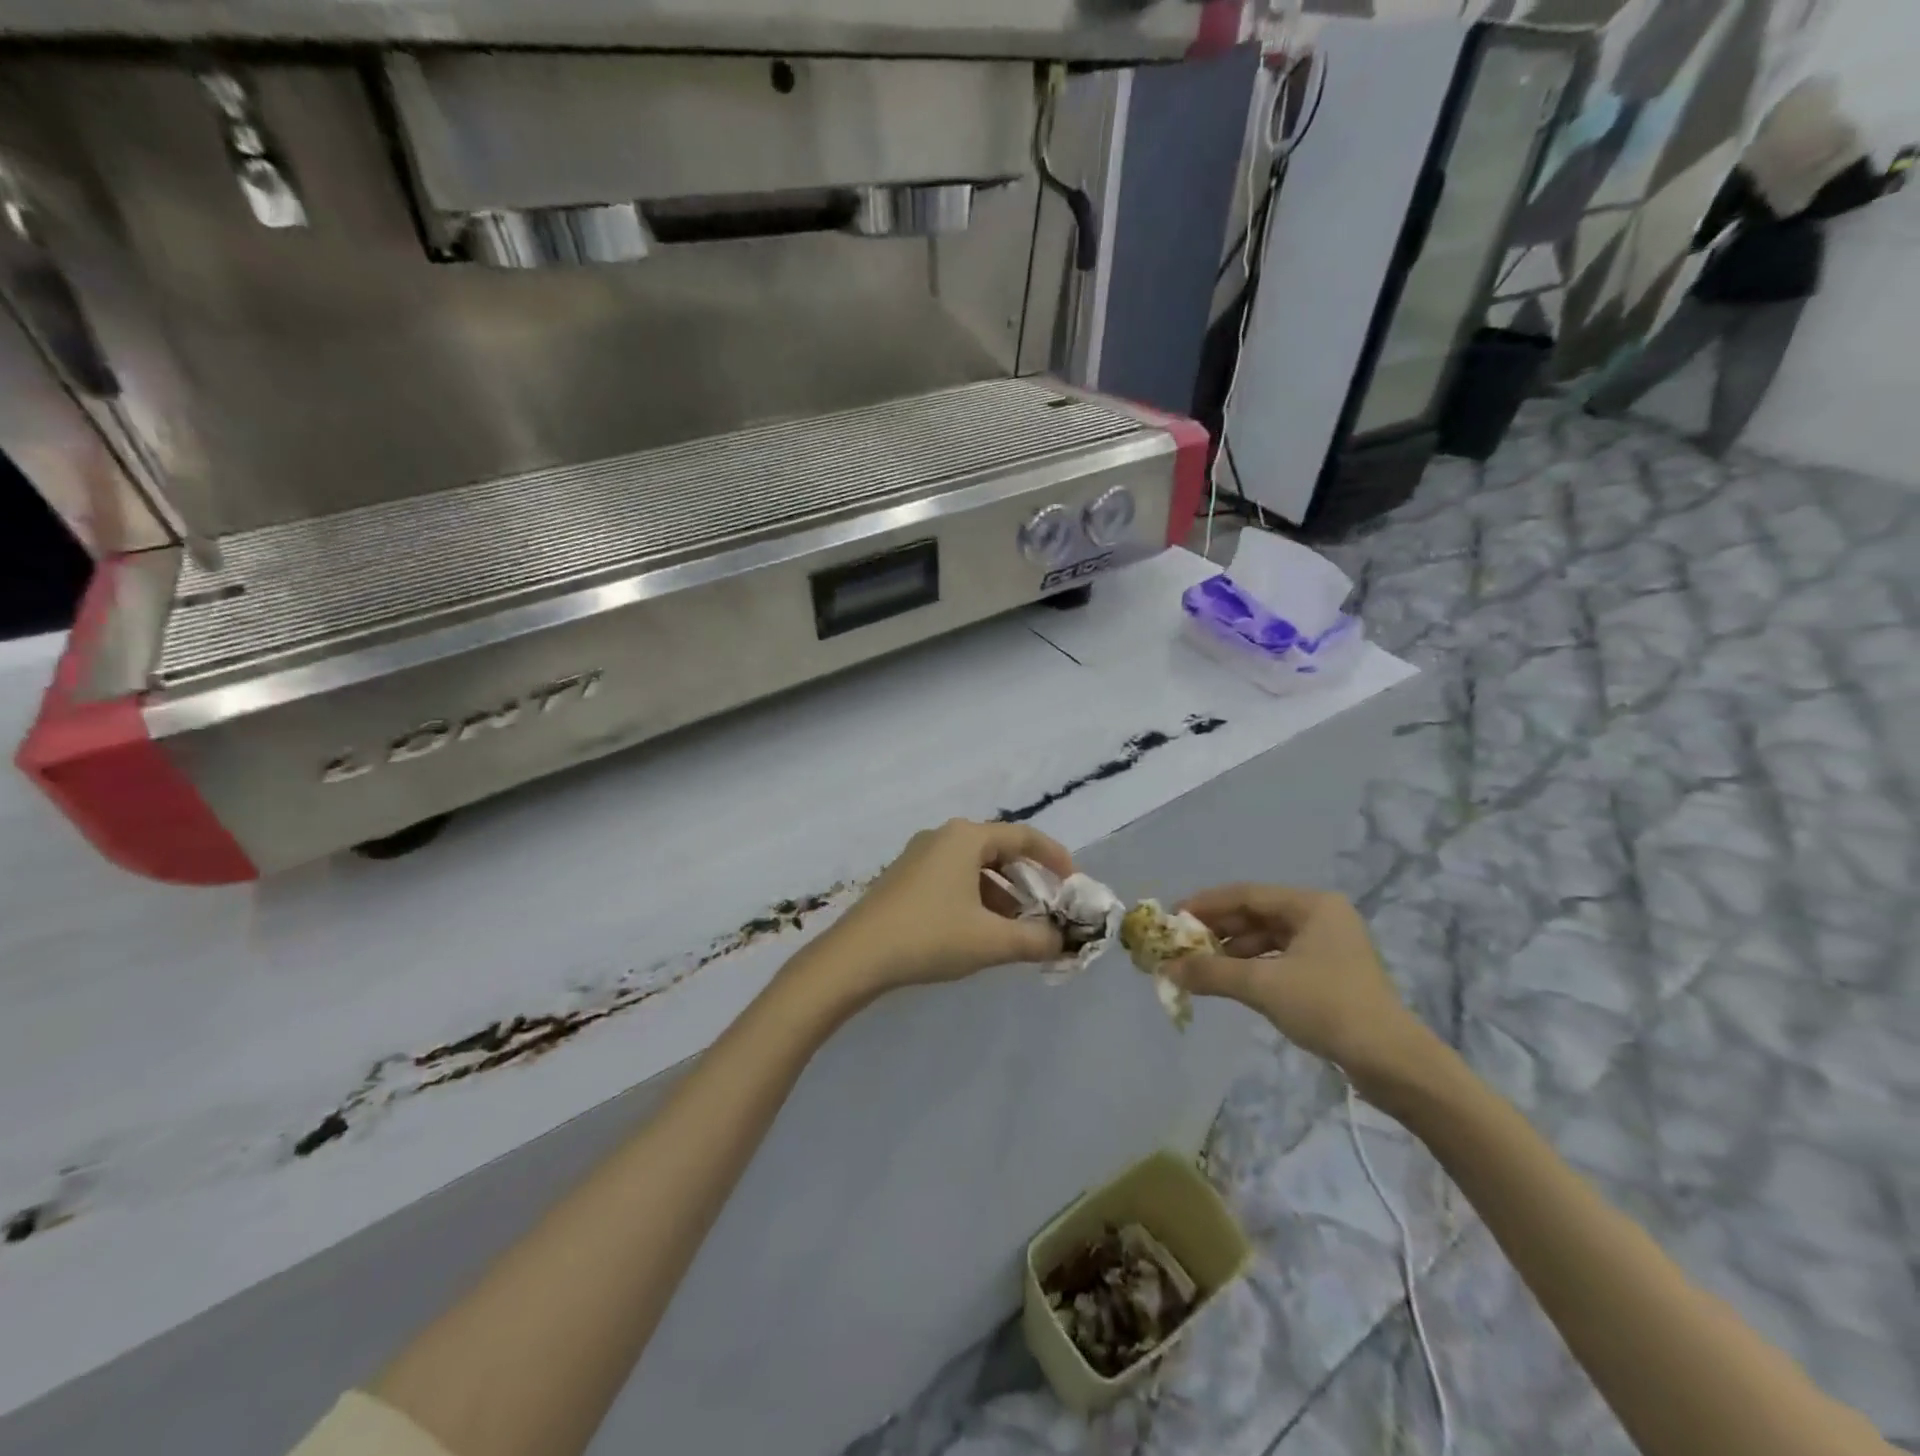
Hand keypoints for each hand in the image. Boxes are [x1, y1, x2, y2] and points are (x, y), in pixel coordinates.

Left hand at [811, 820, 1074, 998]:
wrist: (855, 957)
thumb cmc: (929, 937)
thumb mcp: (991, 941)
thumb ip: (1036, 940)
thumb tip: (1062, 941)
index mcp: (966, 837)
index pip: (1024, 837)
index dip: (1055, 858)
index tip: (1075, 884)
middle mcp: (943, 837)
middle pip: (1000, 851)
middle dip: (1029, 881)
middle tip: (1049, 910)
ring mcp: (920, 856)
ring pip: (976, 868)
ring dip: (1003, 895)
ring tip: (1020, 929)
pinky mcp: (905, 878)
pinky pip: (954, 879)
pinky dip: (977, 899)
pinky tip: (982, 932)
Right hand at [1167, 884, 1433, 1087]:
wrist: (1392, 1062)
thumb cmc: (1327, 1007)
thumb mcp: (1262, 985)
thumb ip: (1211, 972)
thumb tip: (1166, 968)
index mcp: (1312, 904)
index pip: (1246, 894)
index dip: (1206, 904)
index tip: (1173, 917)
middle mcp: (1321, 916)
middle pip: (1256, 914)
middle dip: (1217, 930)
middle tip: (1182, 944)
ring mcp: (1328, 944)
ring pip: (1266, 938)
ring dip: (1232, 951)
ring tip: (1200, 967)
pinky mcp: (1329, 972)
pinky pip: (1279, 958)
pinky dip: (1252, 967)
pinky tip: (1230, 981)